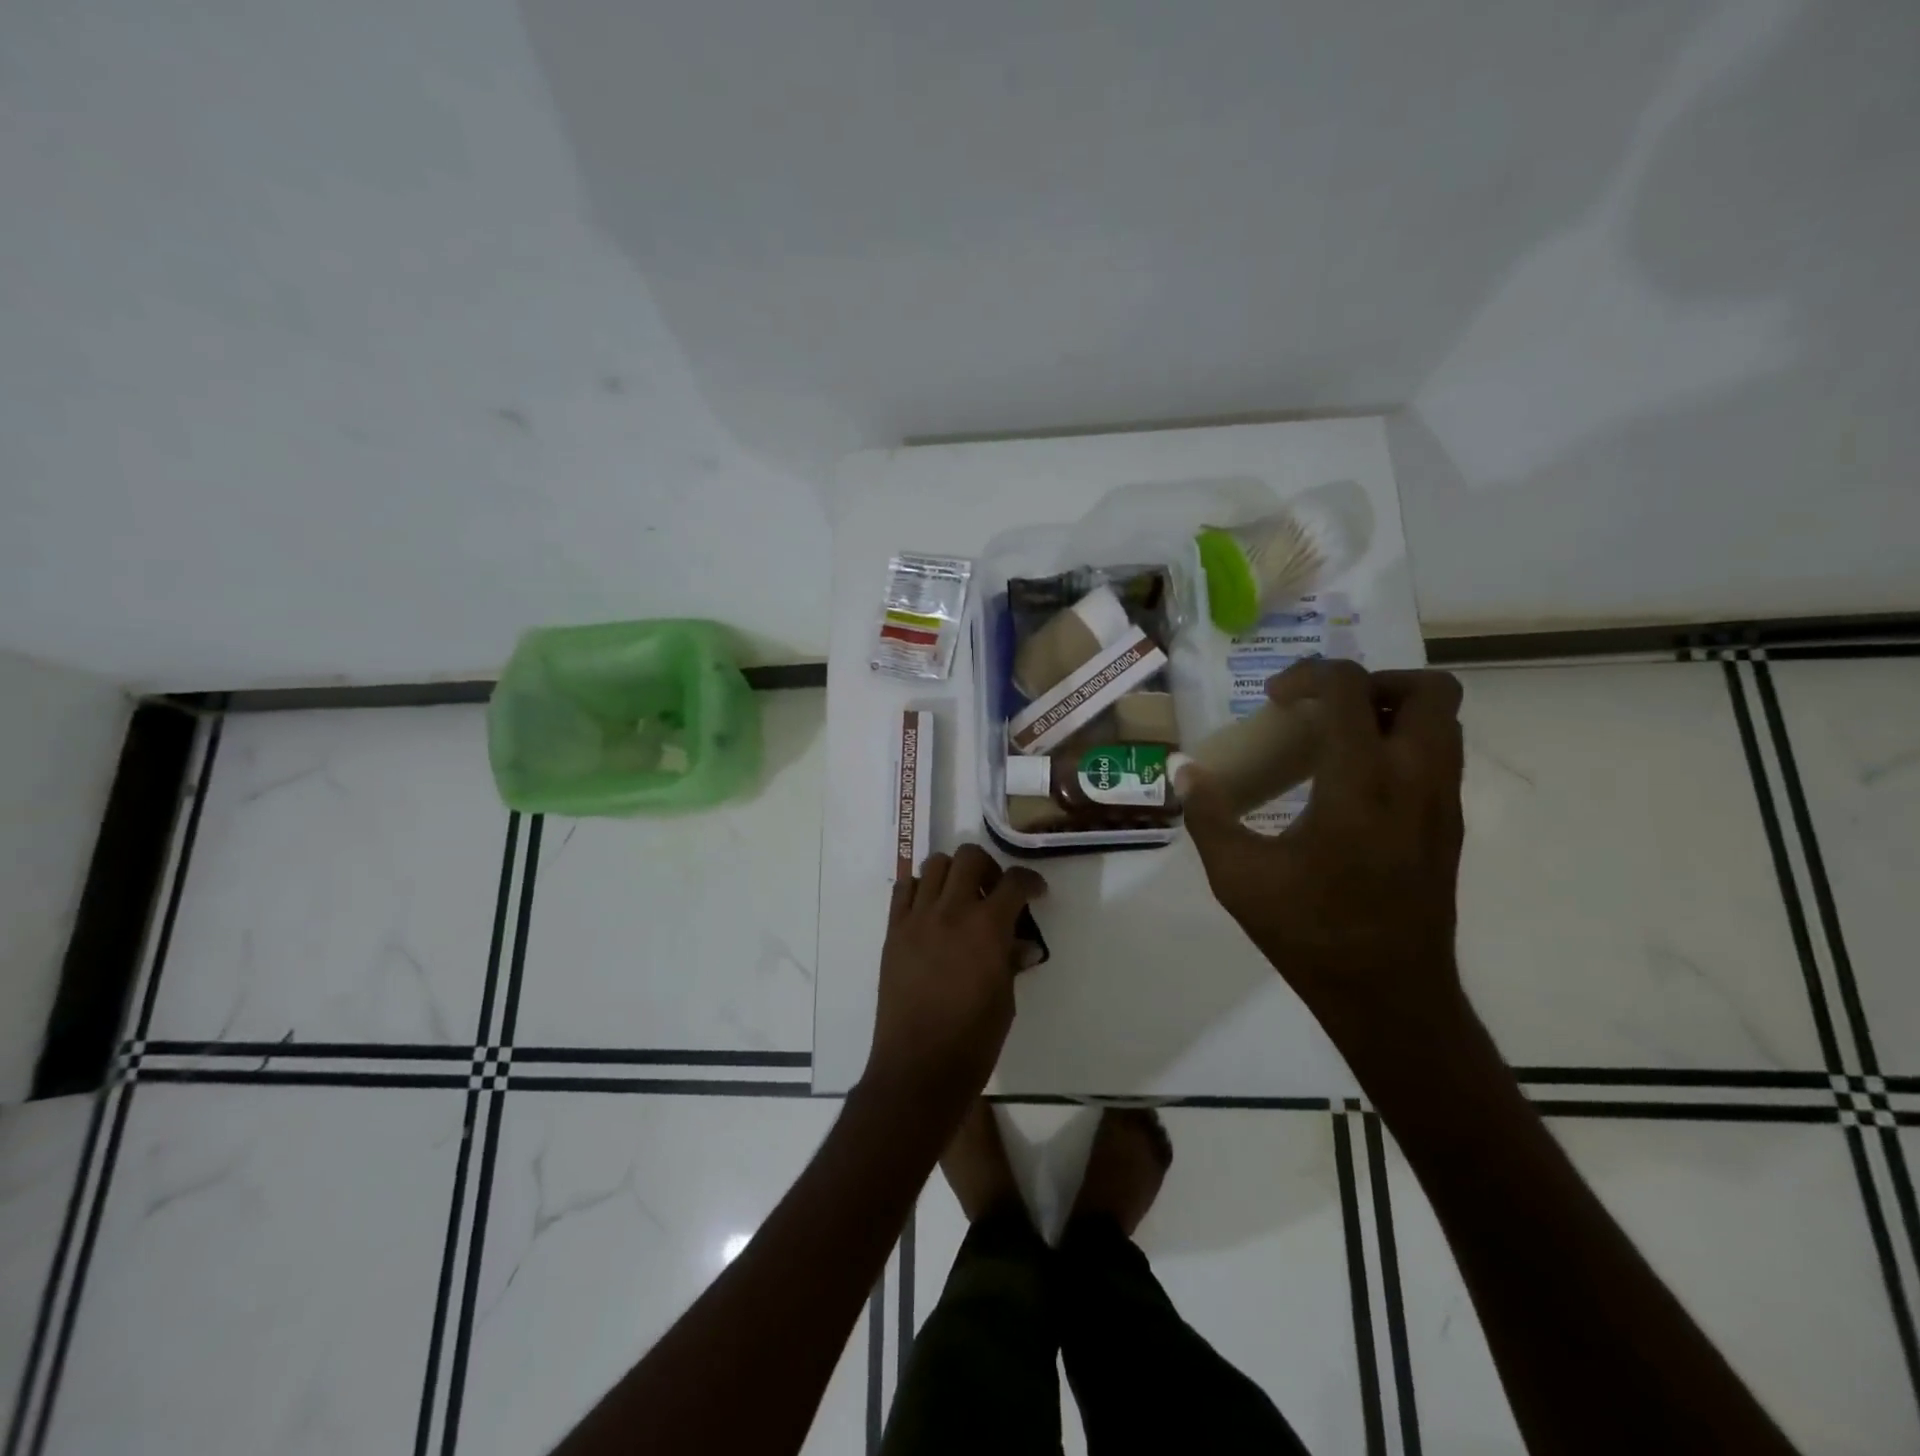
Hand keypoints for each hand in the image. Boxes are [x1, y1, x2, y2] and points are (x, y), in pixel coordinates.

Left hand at [865, 844, 1046, 1116]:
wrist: (918, 1068)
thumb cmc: (973, 1041)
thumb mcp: (1005, 1000)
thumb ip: (1011, 961)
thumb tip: (1023, 945)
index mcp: (987, 928)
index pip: (1014, 883)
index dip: (1030, 881)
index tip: (1035, 892)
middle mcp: (951, 912)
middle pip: (970, 858)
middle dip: (989, 867)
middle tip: (994, 891)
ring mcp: (917, 918)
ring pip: (935, 864)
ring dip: (954, 873)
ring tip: (961, 897)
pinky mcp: (894, 931)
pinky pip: (904, 889)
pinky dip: (921, 889)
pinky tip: (931, 910)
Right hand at [1183, 660, 1467, 1071]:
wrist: (1388, 995)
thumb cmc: (1309, 933)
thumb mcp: (1237, 875)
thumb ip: (1207, 814)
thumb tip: (1183, 771)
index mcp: (1361, 784)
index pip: (1352, 690)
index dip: (1310, 675)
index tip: (1274, 700)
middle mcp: (1415, 780)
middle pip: (1427, 689)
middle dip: (1371, 682)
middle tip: (1323, 708)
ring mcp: (1442, 803)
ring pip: (1443, 721)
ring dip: (1390, 711)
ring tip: (1336, 740)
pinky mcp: (1450, 826)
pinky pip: (1439, 756)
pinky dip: (1400, 745)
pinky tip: (1351, 784)